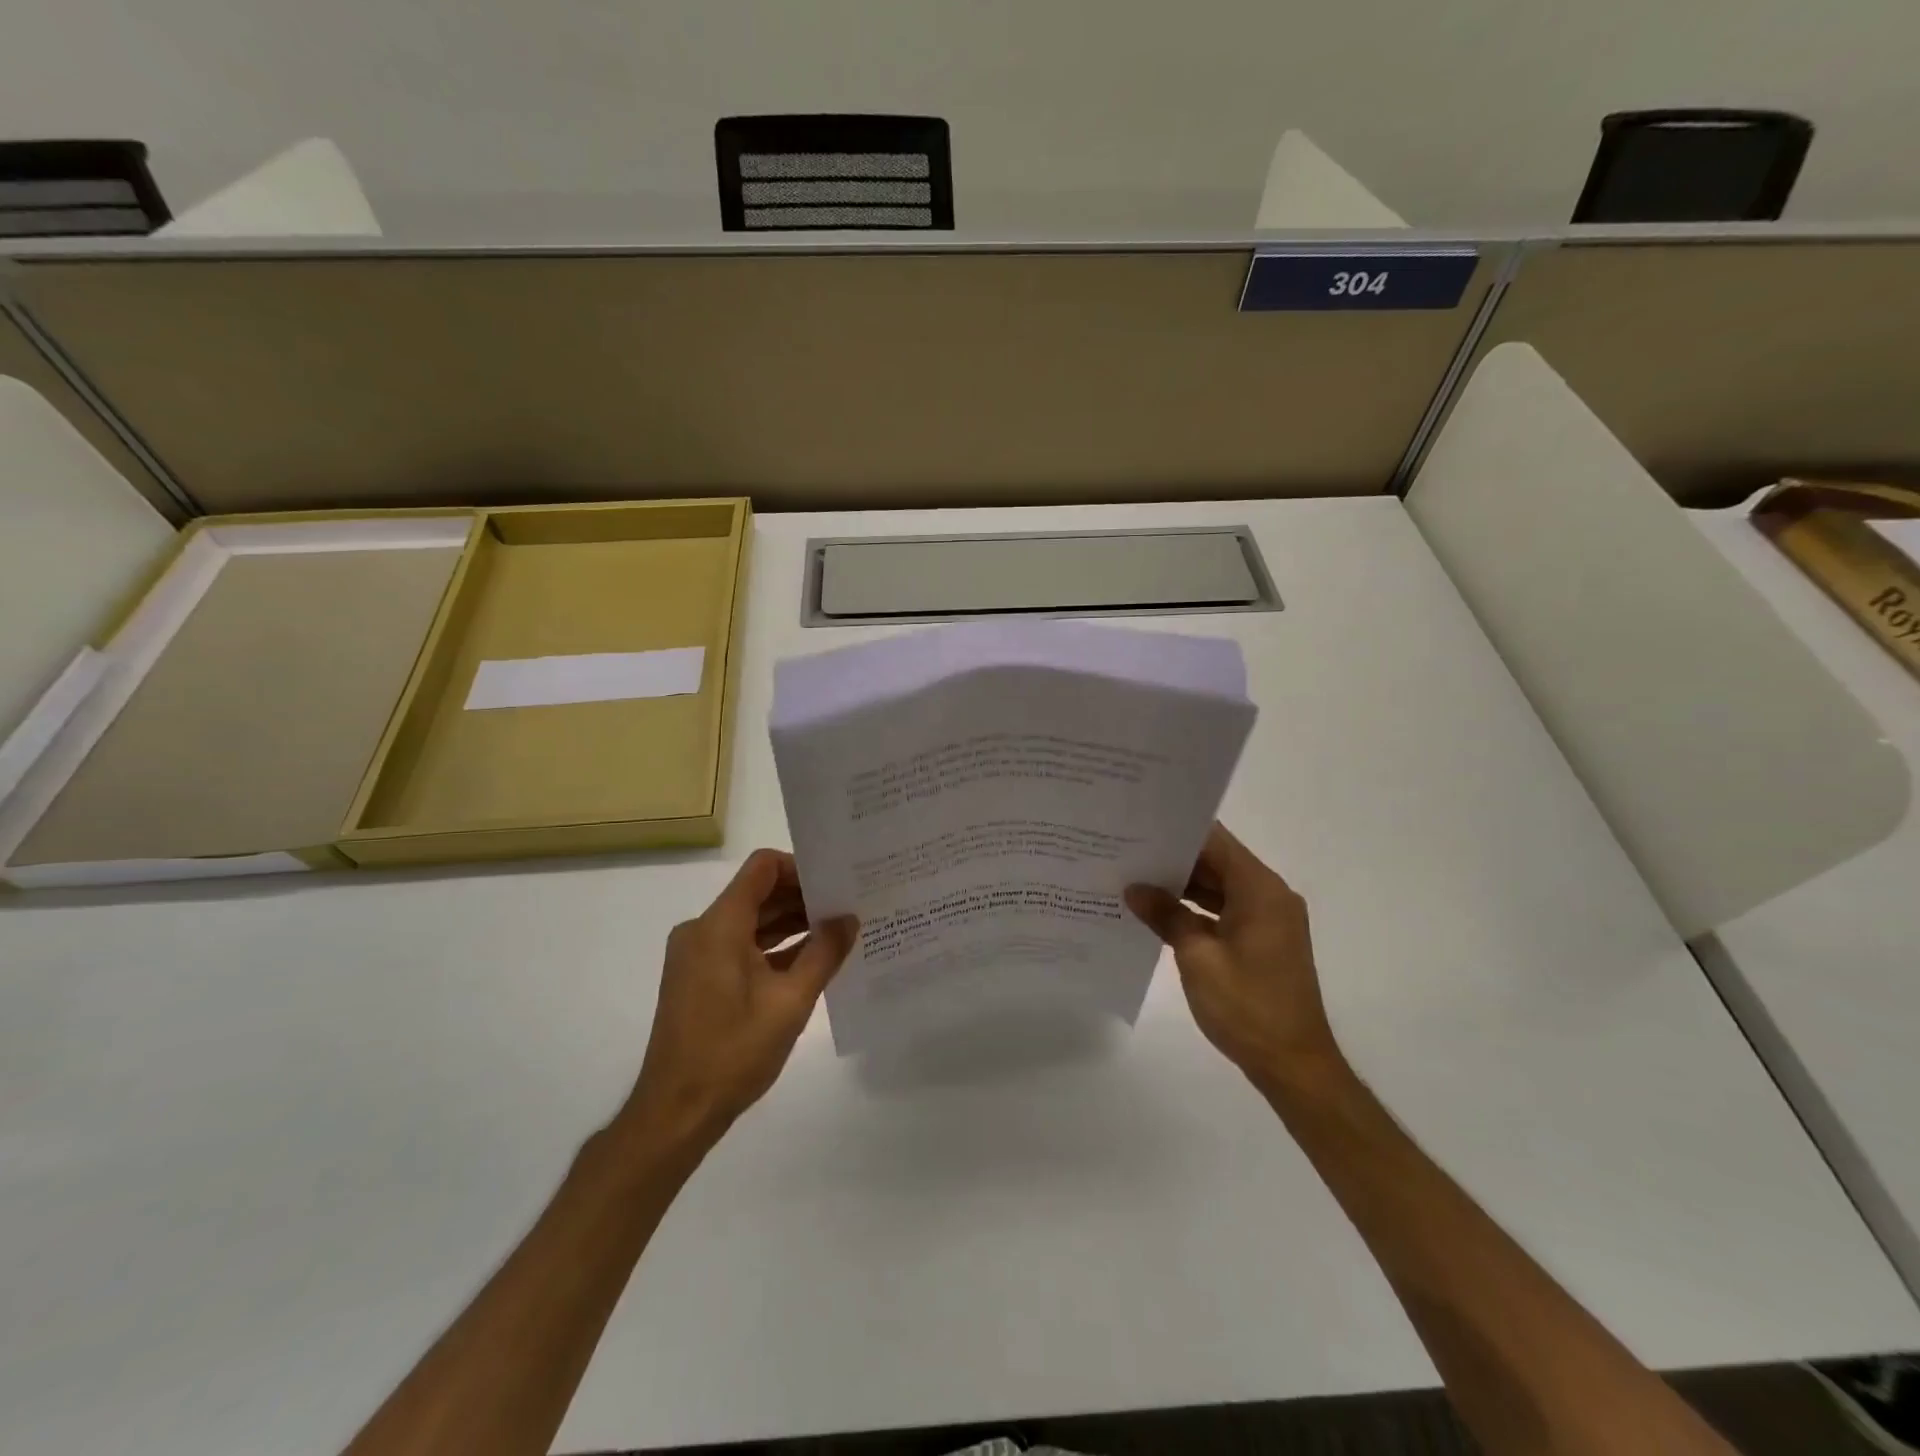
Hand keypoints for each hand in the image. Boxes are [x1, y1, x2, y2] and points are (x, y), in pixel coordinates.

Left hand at [618, 849, 857, 1150]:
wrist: (676, 1112)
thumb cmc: (733, 1051)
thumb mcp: (790, 1001)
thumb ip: (824, 953)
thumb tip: (849, 919)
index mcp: (720, 925)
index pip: (763, 867)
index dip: (801, 868)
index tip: (835, 884)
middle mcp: (703, 930)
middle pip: (758, 893)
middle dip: (802, 897)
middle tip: (848, 906)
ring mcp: (698, 955)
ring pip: (751, 921)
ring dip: (790, 923)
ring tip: (837, 931)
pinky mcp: (699, 977)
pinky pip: (740, 945)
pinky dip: (773, 947)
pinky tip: (810, 960)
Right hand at [1126, 824, 1343, 1092]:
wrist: (1294, 1064)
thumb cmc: (1247, 1006)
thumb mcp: (1197, 957)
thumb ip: (1166, 915)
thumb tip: (1134, 888)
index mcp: (1260, 889)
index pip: (1214, 841)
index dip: (1176, 831)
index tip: (1138, 825)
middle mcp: (1268, 895)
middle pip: (1216, 862)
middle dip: (1173, 858)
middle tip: (1125, 851)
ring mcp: (1267, 920)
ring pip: (1218, 887)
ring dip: (1181, 886)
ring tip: (1133, 878)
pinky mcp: (1261, 941)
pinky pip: (1223, 911)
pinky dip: (1194, 910)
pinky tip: (1158, 913)